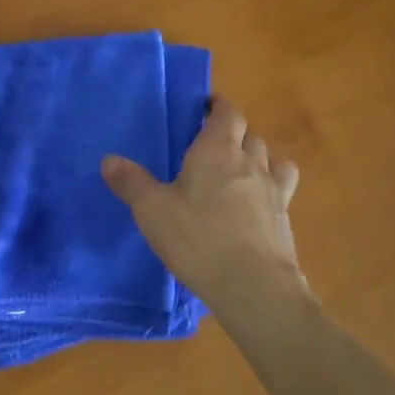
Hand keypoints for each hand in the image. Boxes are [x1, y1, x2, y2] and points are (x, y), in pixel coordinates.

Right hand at [101, 96, 305, 307]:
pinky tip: (256, 205)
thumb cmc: (198, 238)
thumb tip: (109, 160)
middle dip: (234, 133)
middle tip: (212, 144)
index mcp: (217, 150)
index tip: (206, 107)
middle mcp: (250, 162)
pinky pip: (282, 189)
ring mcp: (273, 191)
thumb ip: (131, 182)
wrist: (254, 287)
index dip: (218, 106)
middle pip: (249, 134)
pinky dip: (271, 187)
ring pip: (272, 159)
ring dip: (258, 157)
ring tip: (240, 170)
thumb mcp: (152, 210)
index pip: (227, 113)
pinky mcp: (285, 219)